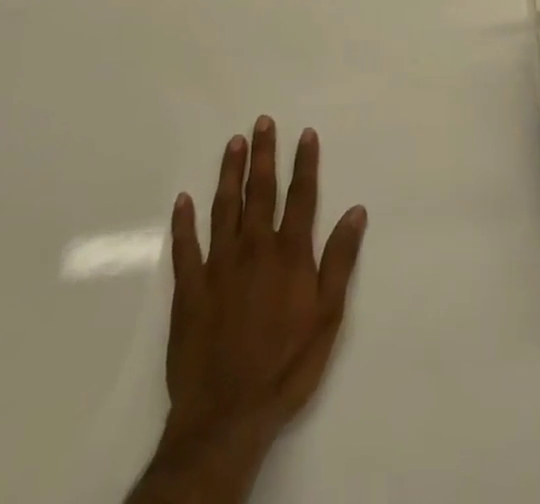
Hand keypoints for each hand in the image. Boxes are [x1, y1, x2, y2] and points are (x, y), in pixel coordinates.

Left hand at [134, 118, 366, 503]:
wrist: (227, 416)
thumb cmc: (287, 366)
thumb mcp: (328, 316)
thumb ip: (340, 260)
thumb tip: (356, 211)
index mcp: (289, 253)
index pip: (301, 196)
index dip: (305, 163)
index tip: (305, 133)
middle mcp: (254, 248)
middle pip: (260, 191)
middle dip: (263, 154)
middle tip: (262, 122)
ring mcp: (218, 266)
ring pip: (224, 208)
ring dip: (229, 173)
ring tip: (233, 143)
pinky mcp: (189, 290)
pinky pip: (185, 247)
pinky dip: (183, 222)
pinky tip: (183, 200)